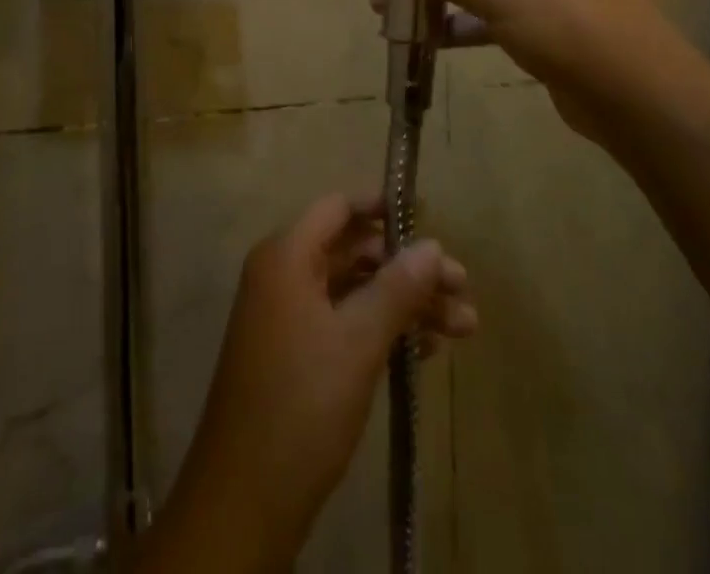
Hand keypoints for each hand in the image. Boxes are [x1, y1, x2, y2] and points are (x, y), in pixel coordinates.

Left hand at [140, 194, 475, 573]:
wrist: (245, 501)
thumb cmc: (302, 404)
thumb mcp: (358, 341)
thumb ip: (397, 287)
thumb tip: (433, 246)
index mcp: (287, 256)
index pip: (338, 208)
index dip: (383, 209)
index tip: (429, 220)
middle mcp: (284, 275)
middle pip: (354, 252)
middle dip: (409, 268)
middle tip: (462, 288)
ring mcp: (289, 317)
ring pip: (356, 291)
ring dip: (407, 304)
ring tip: (464, 326)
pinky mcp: (297, 355)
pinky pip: (346, 323)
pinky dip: (384, 330)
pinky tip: (427, 351)